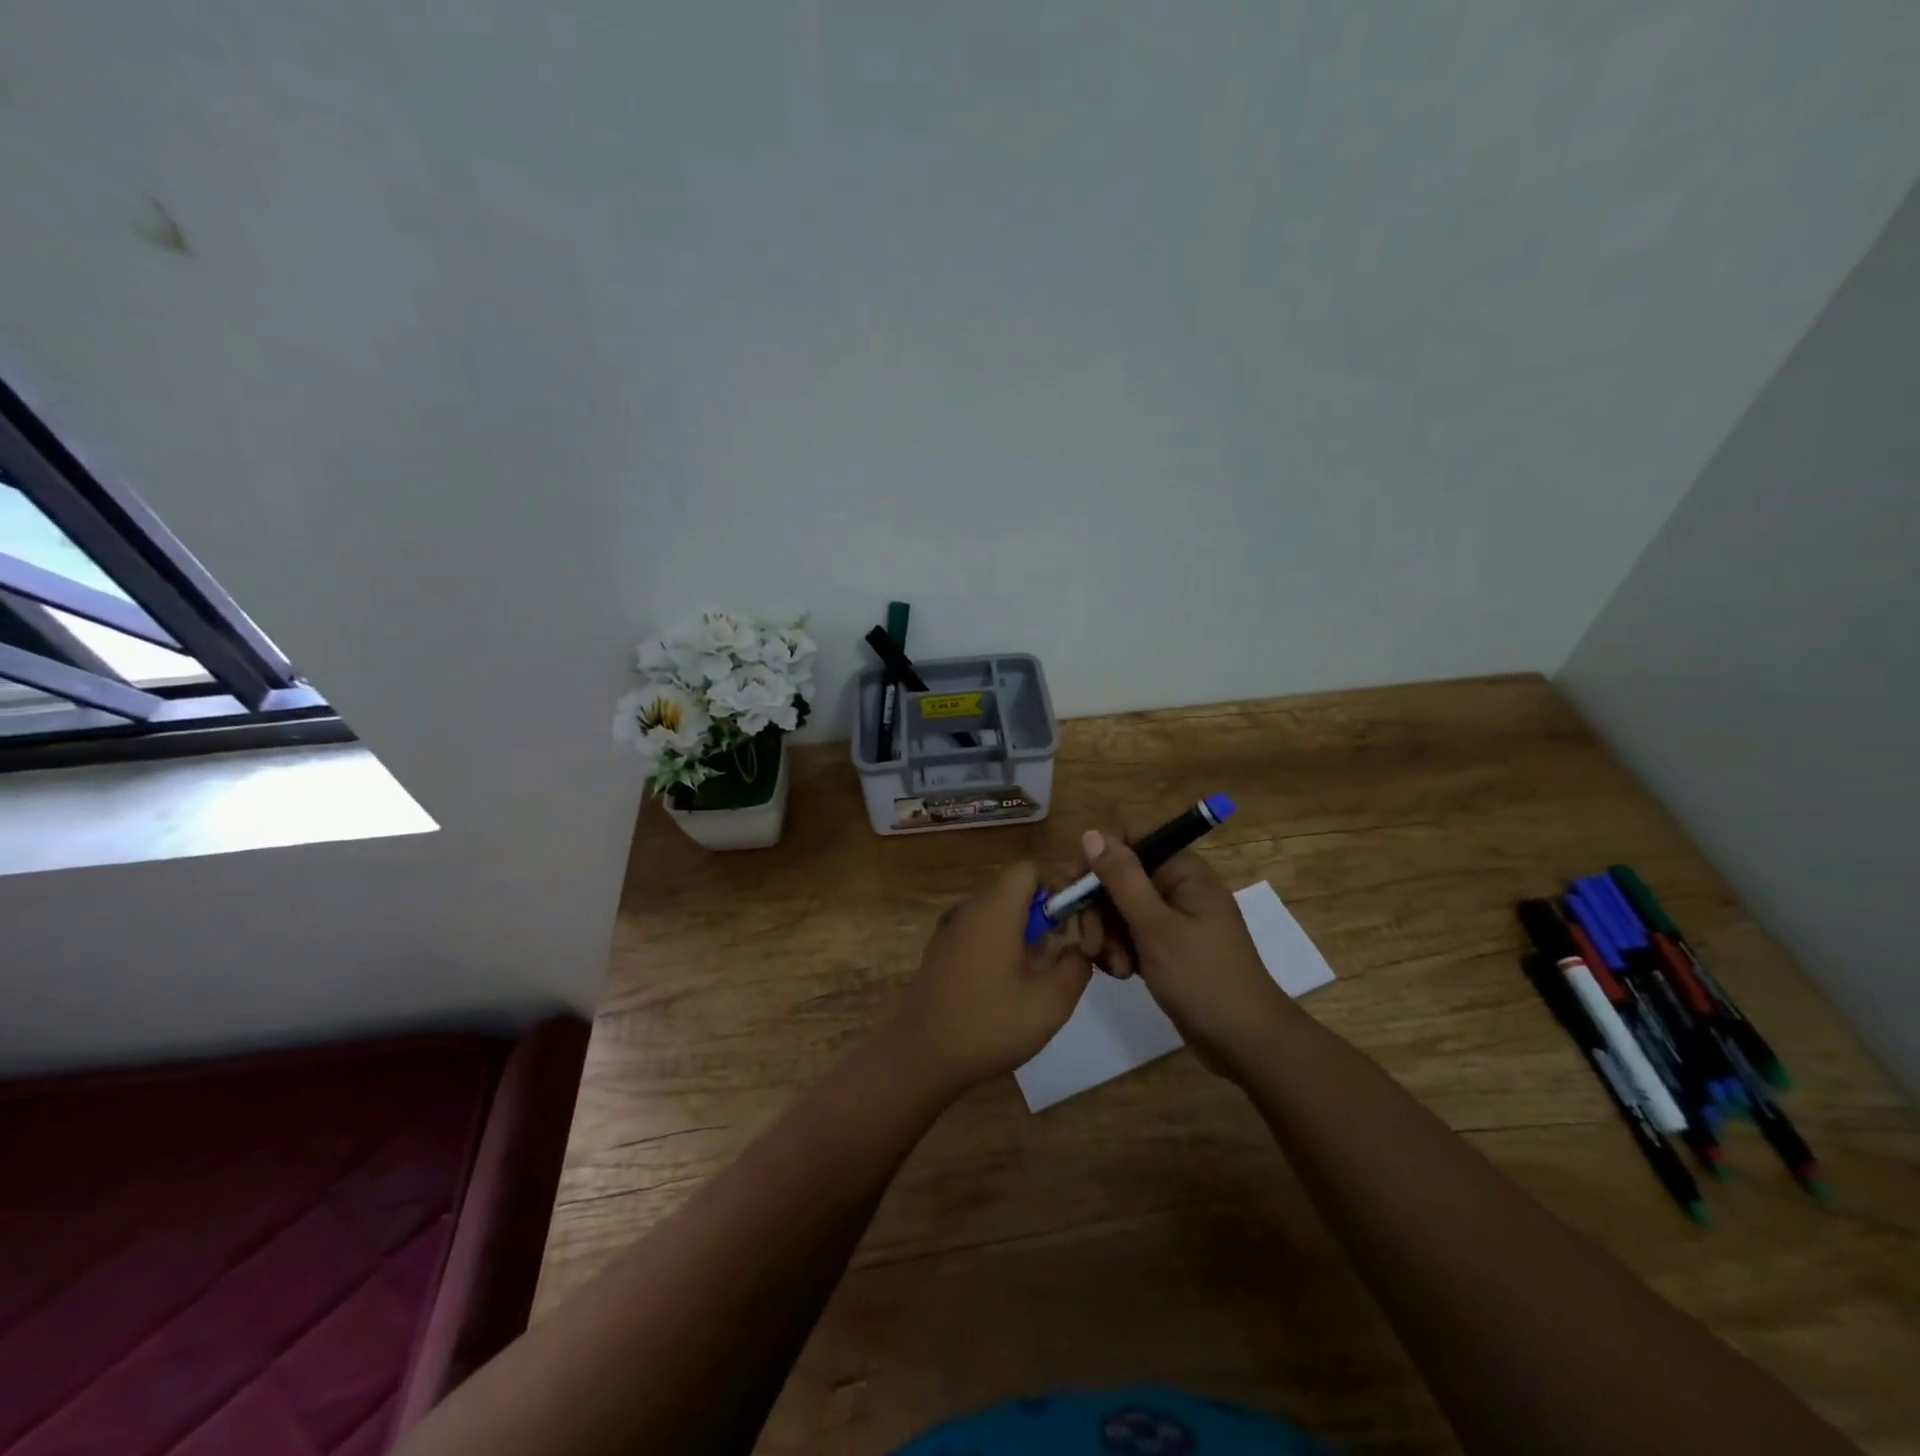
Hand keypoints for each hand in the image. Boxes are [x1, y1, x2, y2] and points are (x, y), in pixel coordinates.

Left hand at [890, 861, 1092, 1097]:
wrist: (921, 1057)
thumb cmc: (990, 1024)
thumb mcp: (1051, 1002)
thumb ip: (1077, 965)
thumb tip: (1080, 947)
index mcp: (995, 909)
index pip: (1029, 868)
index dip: (1055, 888)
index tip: (1068, 926)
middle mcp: (969, 909)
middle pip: (1014, 891)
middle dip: (1041, 917)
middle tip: (1055, 959)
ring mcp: (949, 930)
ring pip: (996, 914)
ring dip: (1020, 936)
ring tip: (1031, 980)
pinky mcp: (939, 952)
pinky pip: (977, 933)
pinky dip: (996, 948)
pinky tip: (1001, 990)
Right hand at [1074, 827, 1294, 1074]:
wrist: (1246, 1043)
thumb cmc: (1203, 979)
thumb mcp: (1155, 927)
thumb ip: (1122, 879)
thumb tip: (1092, 834)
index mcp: (1183, 871)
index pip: (1132, 837)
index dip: (1100, 856)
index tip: (1079, 888)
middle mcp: (1178, 886)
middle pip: (1120, 876)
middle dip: (1099, 908)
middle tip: (1092, 943)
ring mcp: (1174, 918)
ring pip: (1120, 908)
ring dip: (1107, 935)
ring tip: (1114, 967)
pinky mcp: (1168, 947)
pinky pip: (1130, 934)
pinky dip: (1120, 951)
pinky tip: (1121, 974)